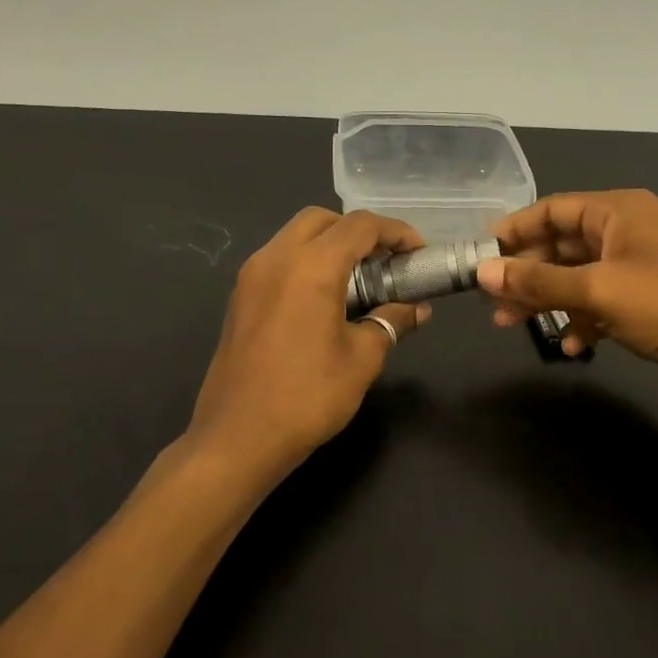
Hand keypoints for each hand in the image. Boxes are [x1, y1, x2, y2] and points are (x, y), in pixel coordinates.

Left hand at [189, 208, 429, 479]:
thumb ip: (391, 322)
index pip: (359, 226)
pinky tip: (325, 300)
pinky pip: (278, 261)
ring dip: (329, 246)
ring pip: (295, 237)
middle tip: (386, 262)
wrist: (239, 436)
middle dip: (358, 232)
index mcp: (310, 266)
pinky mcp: (239, 299)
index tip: (418, 252)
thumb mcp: (362, 359)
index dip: (396, 232)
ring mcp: (250, 277)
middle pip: (322, 221)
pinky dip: (306, 264)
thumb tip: (416, 309)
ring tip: (359, 280)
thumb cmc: (308, 396)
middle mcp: (275, 258)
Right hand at [477, 189, 657, 403]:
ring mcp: (638, 266)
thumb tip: (483, 273)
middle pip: (561, 245)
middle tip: (491, 302)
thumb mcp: (598, 291)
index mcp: (617, 211)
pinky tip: (572, 347)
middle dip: (526, 274)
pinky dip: (582, 321)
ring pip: (577, 277)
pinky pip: (601, 303)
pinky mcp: (648, 300)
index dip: (513, 231)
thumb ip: (538, 282)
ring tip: (512, 327)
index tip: (478, 257)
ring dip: (547, 301)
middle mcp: (626, 231)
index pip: (552, 209)